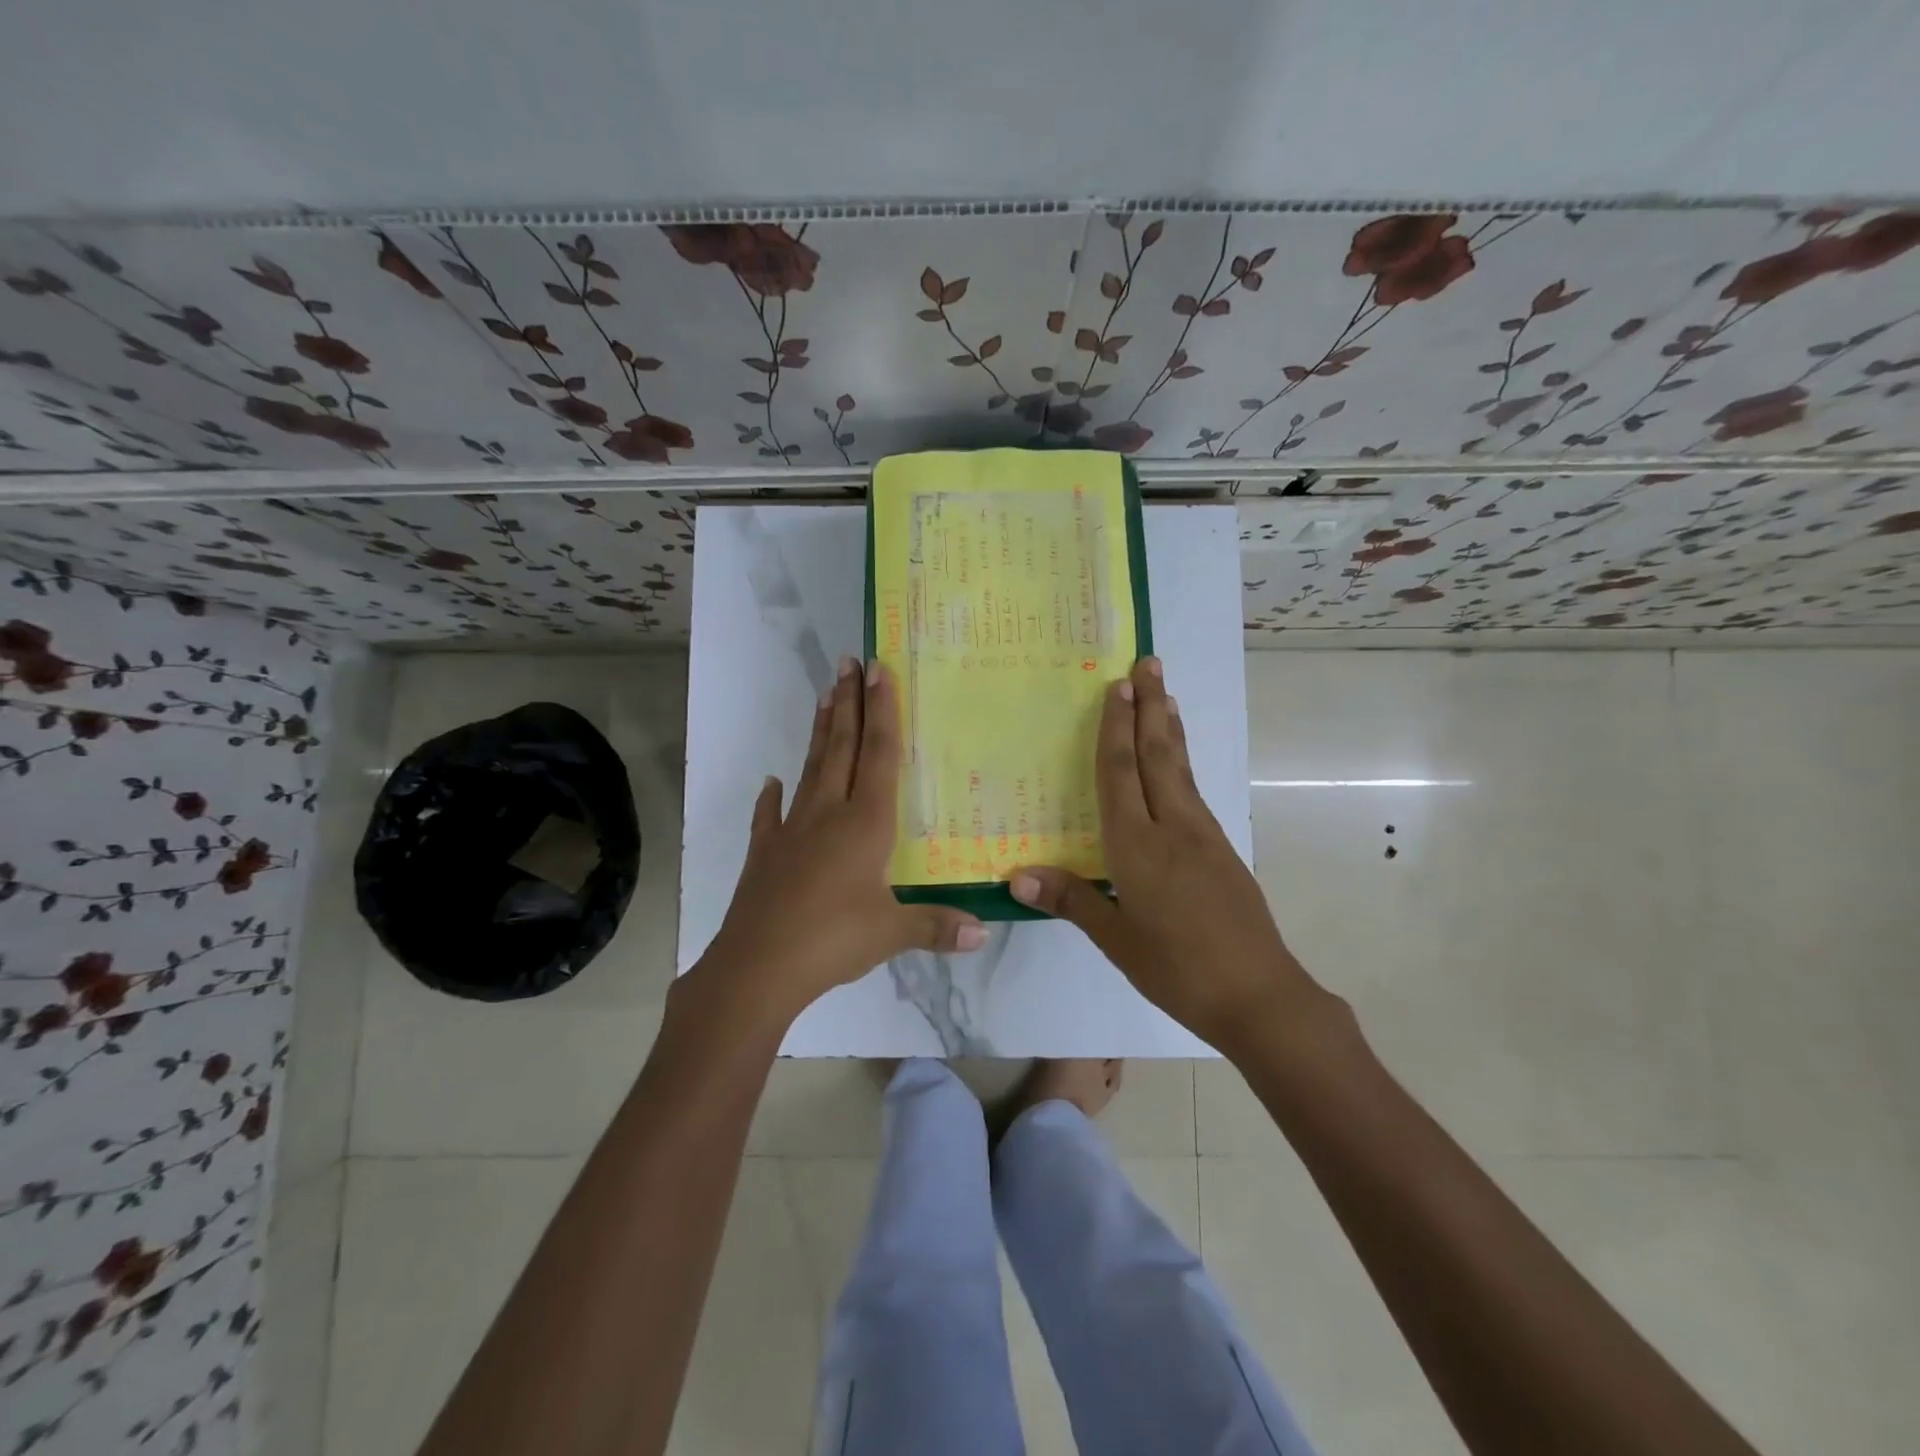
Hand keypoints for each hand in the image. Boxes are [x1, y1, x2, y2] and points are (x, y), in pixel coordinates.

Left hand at [694, 657, 986, 1024]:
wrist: (756, 968)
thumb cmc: (832, 941)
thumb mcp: (891, 934)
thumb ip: (937, 926)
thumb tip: (985, 931)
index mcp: (864, 824)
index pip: (877, 755)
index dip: (881, 711)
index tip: (878, 670)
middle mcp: (828, 814)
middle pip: (842, 748)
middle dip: (849, 703)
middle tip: (848, 662)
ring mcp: (792, 831)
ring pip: (811, 770)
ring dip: (821, 732)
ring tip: (824, 696)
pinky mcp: (766, 853)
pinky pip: (771, 816)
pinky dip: (773, 797)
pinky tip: (772, 782)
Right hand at [1009, 657, 1324, 1053]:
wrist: (1259, 996)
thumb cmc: (1177, 968)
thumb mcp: (1116, 940)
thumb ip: (1071, 899)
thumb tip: (1016, 876)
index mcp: (1138, 847)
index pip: (1121, 774)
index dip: (1116, 729)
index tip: (1117, 686)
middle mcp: (1173, 828)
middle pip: (1159, 755)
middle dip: (1150, 706)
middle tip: (1149, 662)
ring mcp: (1204, 836)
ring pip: (1181, 769)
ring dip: (1170, 728)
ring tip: (1165, 695)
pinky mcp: (1222, 850)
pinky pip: (1194, 791)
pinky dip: (1182, 762)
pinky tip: (1178, 763)